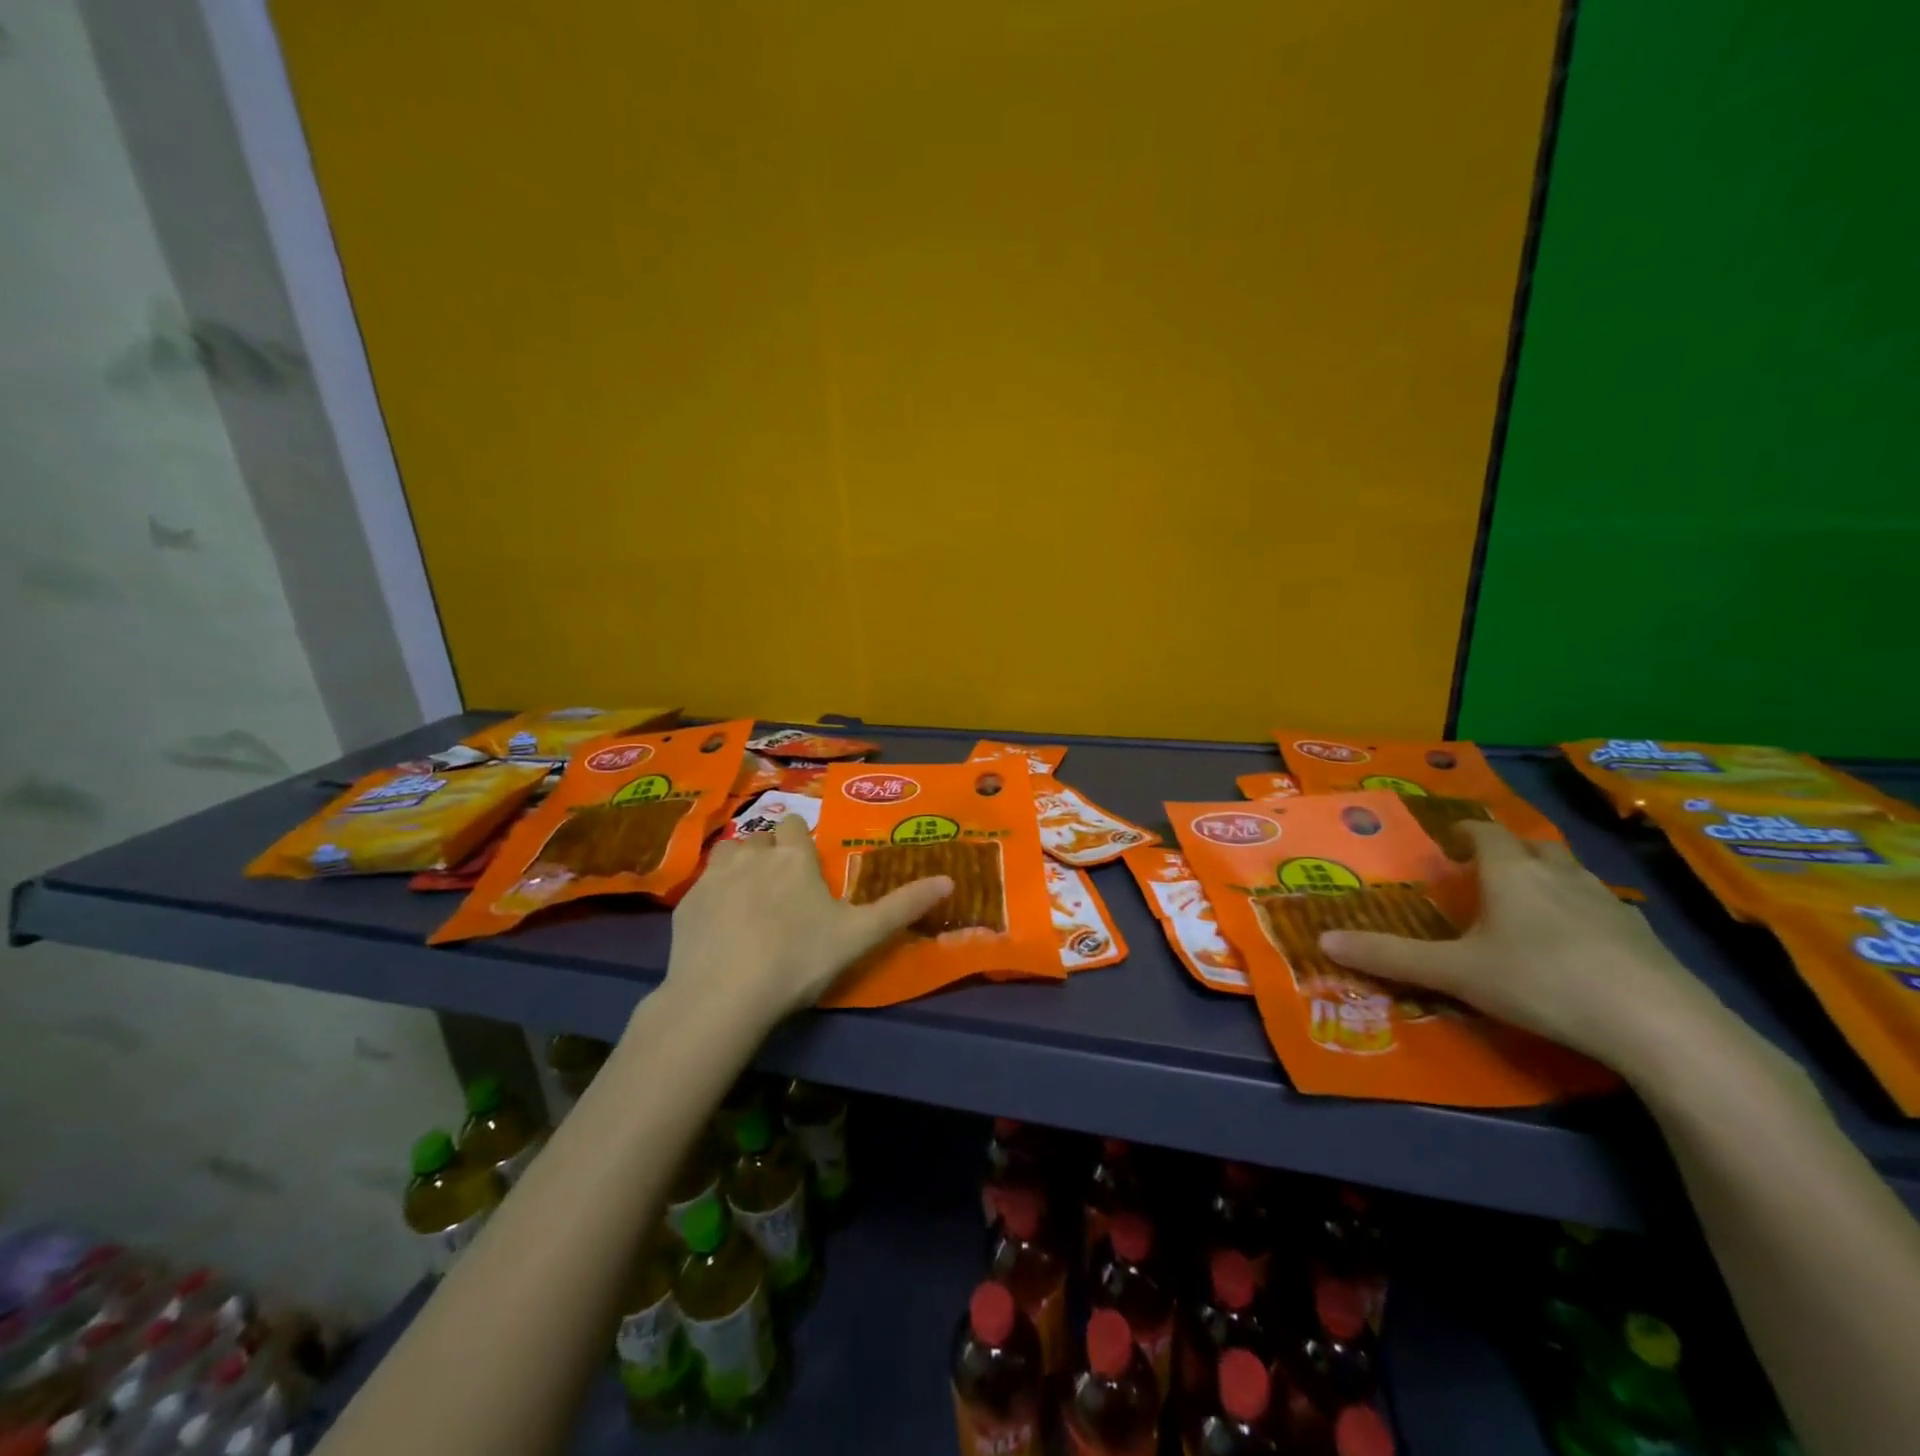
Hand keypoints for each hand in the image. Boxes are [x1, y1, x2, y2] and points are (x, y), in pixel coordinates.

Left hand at [663, 814, 953, 1024]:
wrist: (724, 996)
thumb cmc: (798, 959)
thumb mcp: (860, 935)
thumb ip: (903, 906)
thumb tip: (949, 880)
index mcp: (793, 858)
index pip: (793, 826)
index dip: (799, 842)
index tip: (806, 869)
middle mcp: (752, 854)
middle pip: (760, 838)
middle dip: (769, 853)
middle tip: (781, 890)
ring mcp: (714, 877)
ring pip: (728, 853)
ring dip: (739, 866)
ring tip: (748, 901)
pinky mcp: (686, 904)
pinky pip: (703, 886)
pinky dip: (713, 897)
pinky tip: (720, 928)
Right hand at [1318, 821, 1721, 1069]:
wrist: (1659, 1025)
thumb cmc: (1540, 981)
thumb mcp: (1455, 973)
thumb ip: (1391, 956)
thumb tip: (1324, 940)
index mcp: (1511, 873)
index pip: (1484, 833)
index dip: (1463, 831)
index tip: (1447, 839)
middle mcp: (1559, 875)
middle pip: (1531, 846)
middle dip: (1507, 850)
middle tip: (1484, 869)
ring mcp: (1607, 903)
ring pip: (1570, 874)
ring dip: (1546, 877)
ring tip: (1527, 903)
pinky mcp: (1643, 936)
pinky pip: (1601, 908)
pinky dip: (1581, 912)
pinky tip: (1577, 945)